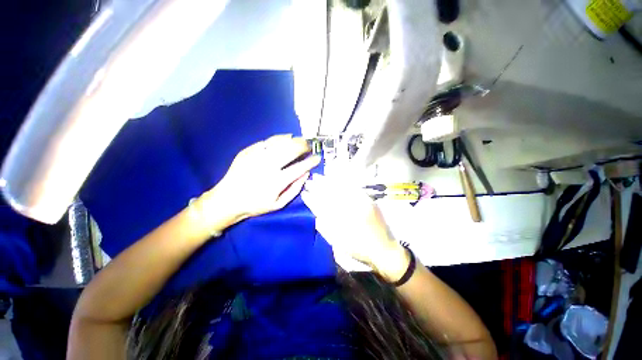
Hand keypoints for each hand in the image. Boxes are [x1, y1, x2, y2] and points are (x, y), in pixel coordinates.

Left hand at [200, 135, 320, 226]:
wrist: (227, 200)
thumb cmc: (256, 205)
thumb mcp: (279, 204)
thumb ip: (295, 189)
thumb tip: (305, 174)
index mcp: (277, 181)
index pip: (300, 168)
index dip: (311, 161)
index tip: (317, 157)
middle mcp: (268, 166)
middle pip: (290, 150)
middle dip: (304, 146)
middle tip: (309, 145)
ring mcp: (256, 157)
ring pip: (279, 142)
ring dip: (293, 140)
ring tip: (300, 140)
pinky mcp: (247, 152)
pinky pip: (266, 141)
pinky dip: (278, 139)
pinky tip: (284, 138)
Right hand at [301, 174, 409, 280]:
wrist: (384, 250)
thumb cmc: (359, 249)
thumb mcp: (338, 243)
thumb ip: (325, 228)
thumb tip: (316, 215)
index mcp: (342, 222)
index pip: (323, 206)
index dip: (312, 199)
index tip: (304, 193)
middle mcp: (351, 210)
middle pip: (331, 195)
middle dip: (318, 187)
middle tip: (309, 181)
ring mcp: (361, 203)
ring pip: (341, 189)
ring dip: (328, 182)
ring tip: (319, 177)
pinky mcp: (368, 200)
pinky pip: (353, 188)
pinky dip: (342, 182)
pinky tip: (336, 178)